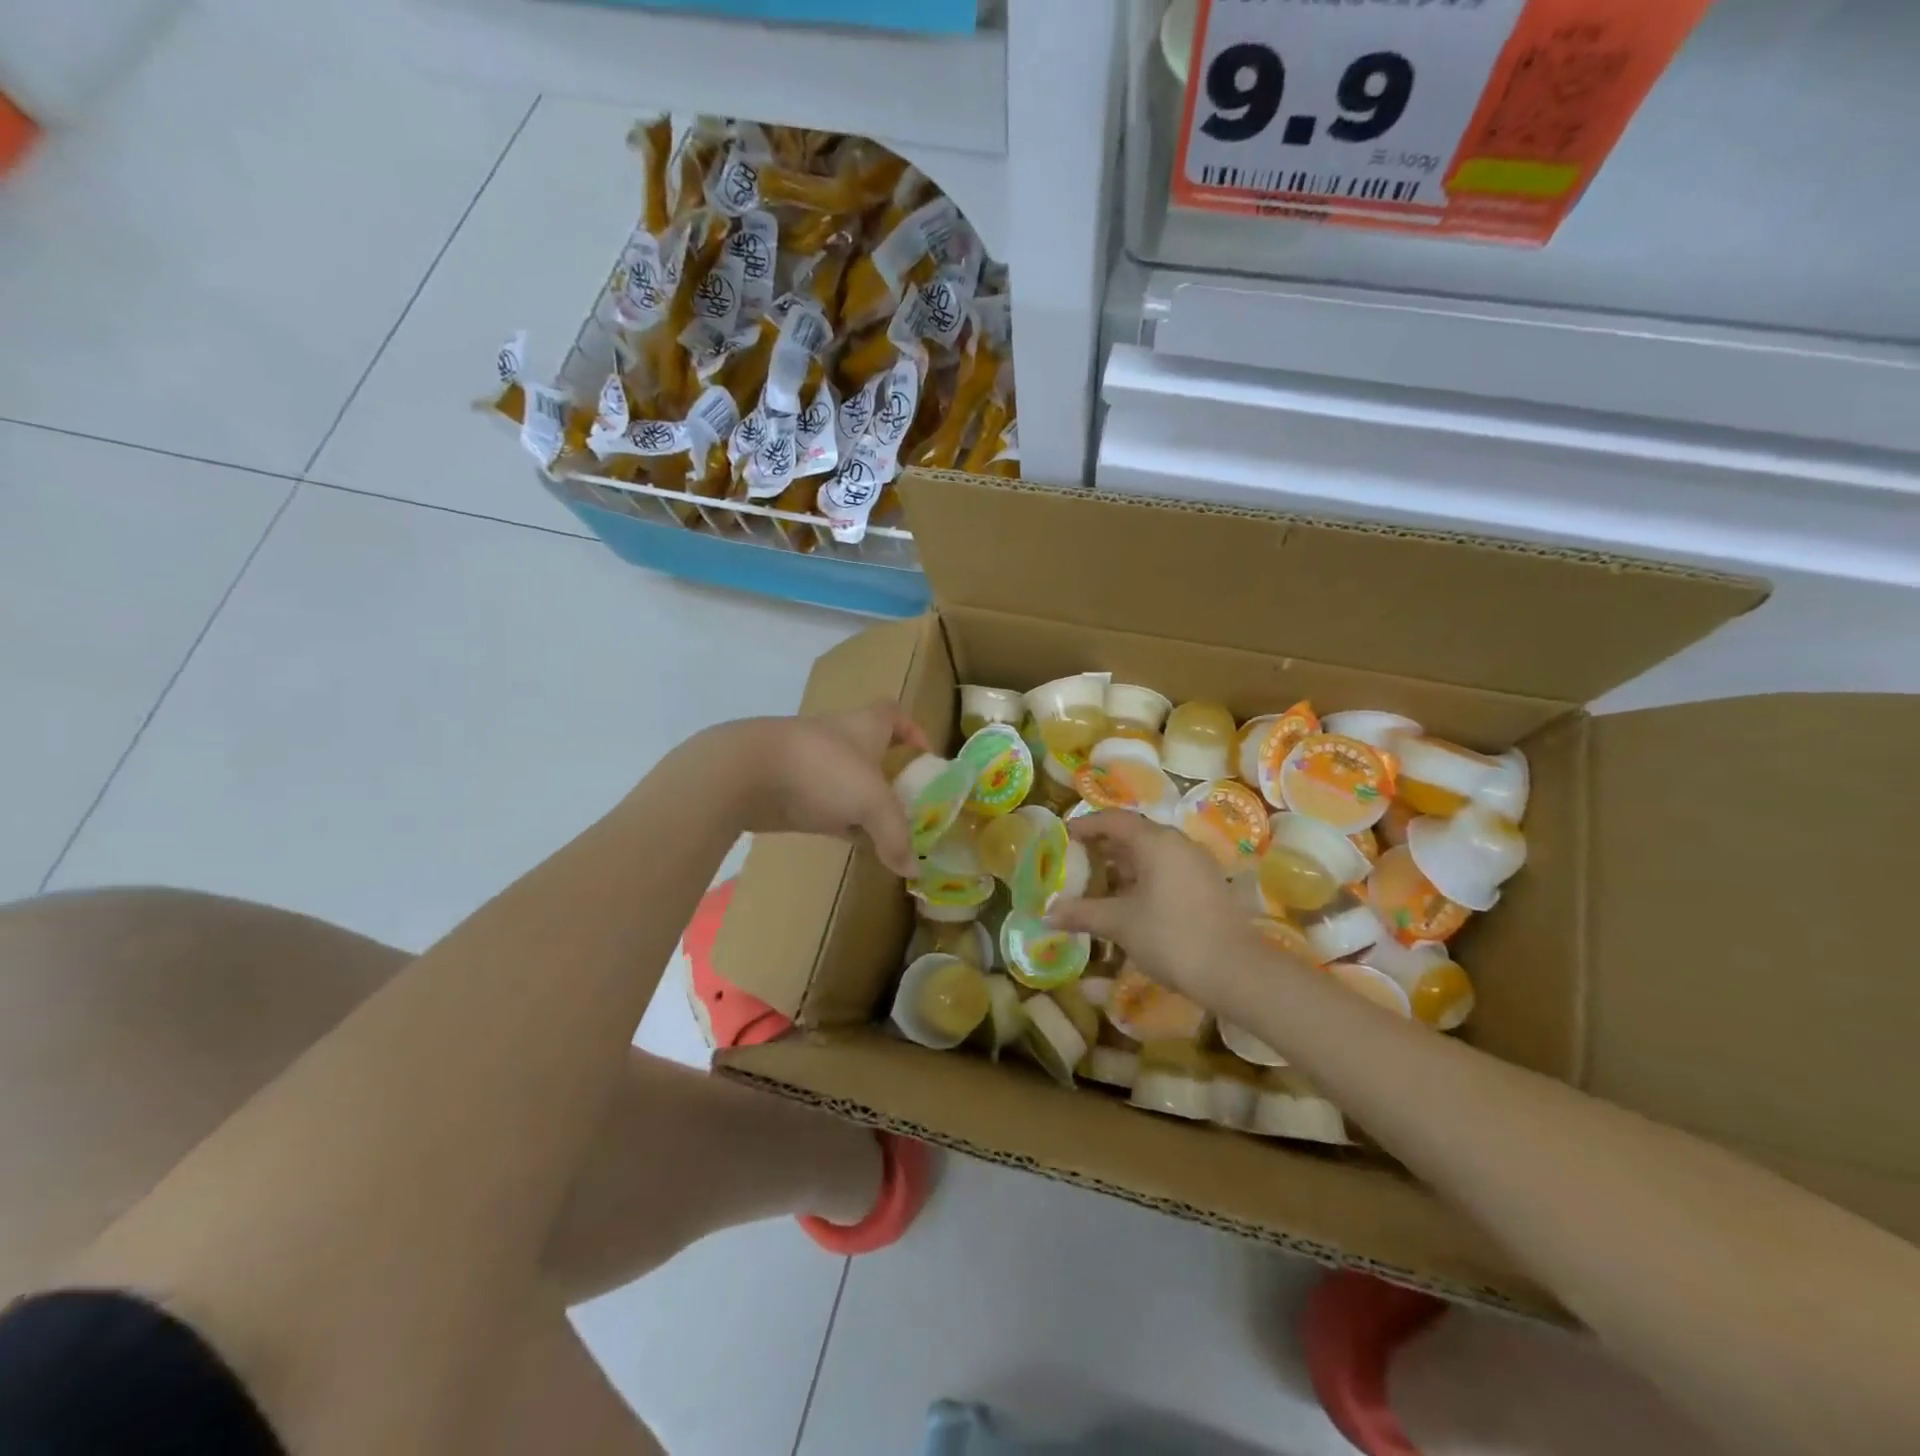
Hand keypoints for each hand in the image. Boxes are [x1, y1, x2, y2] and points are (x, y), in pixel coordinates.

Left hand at [714, 702, 927, 877]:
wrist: (745, 773)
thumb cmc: (821, 770)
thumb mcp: (871, 802)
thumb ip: (895, 835)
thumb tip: (912, 869)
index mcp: (864, 727)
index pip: (893, 714)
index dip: (913, 730)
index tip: (925, 756)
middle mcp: (840, 741)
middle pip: (872, 752)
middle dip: (891, 776)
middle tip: (911, 805)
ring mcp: (812, 765)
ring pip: (847, 783)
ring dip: (864, 803)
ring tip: (886, 831)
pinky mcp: (790, 791)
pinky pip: (824, 806)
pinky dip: (838, 821)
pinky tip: (850, 842)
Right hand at [1045, 811, 1255, 1005]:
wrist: (1235, 971)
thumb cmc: (1171, 937)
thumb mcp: (1120, 924)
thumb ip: (1082, 913)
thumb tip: (1047, 915)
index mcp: (1156, 841)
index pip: (1113, 820)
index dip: (1085, 826)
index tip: (1062, 837)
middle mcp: (1178, 844)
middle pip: (1133, 834)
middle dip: (1102, 847)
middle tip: (1074, 863)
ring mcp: (1196, 864)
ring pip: (1151, 854)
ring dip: (1122, 866)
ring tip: (1095, 885)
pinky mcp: (1207, 885)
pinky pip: (1167, 870)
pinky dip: (1142, 879)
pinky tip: (1127, 903)